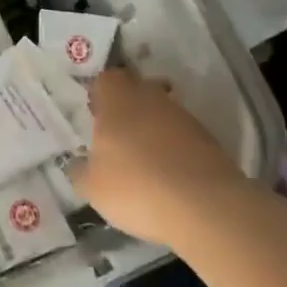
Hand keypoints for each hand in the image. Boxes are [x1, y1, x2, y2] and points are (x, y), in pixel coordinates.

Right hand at [75, 69, 244, 246]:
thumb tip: (78, 164)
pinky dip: (172, 148)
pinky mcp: (208, 139)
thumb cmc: (136, 187)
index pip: (106, 79)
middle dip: (126, 109)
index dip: (99, 95)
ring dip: (151, 129)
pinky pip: (181, 135)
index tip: (94, 116)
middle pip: (136, 90)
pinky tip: (167, 175)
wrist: (206, 207)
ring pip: (160, 112)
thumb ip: (80, 171)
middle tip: (115, 138)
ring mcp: (183, 117)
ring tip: (142, 161)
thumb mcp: (92, 187)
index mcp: (118, 100)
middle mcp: (151, 98)